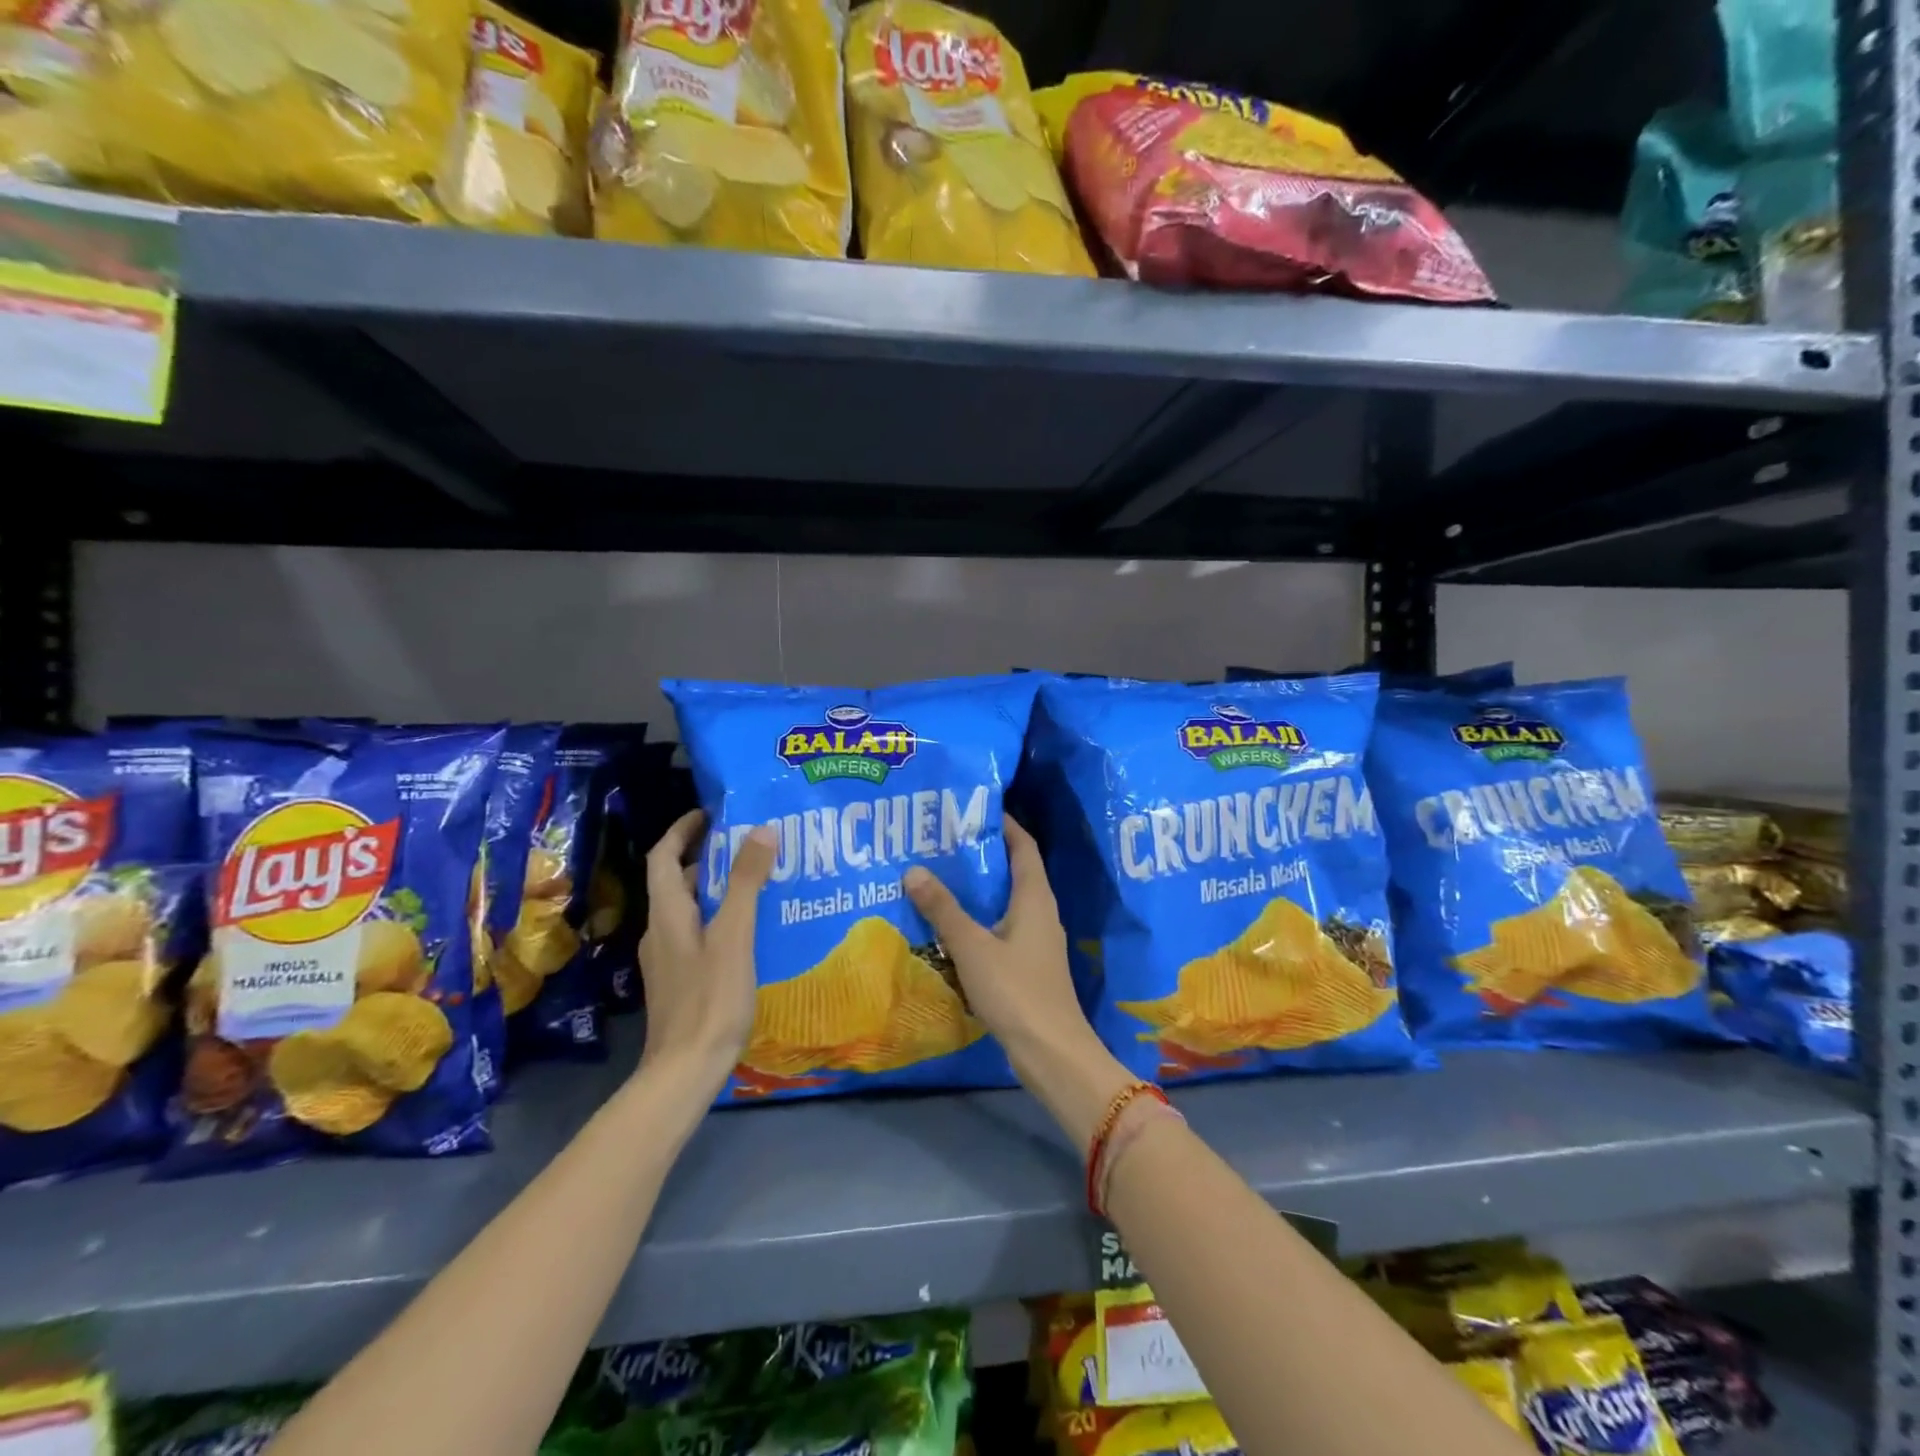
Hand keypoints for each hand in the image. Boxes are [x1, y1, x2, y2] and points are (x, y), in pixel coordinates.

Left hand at [638, 811, 775, 1094]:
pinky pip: (699, 933)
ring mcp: (669, 958)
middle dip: (708, 856)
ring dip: (718, 888)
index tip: (710, 812)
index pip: (663, 856)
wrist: (684, 1071)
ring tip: (759, 880)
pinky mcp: (681, 980)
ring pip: (690, 908)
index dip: (682, 830)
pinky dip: (721, 917)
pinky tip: (751, 929)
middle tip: (750, 843)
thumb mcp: (734, 935)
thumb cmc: (710, 998)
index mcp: (668, 914)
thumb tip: (761, 829)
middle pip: (678, 880)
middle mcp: (661, 931)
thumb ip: (747, 883)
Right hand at [904, 817, 1130, 1145]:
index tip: (973, 807)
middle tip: (944, 841)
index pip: (1023, 846)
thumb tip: (914, 869)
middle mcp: (1040, 912)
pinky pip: (1002, 929)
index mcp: (1034, 897)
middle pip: (1013, 871)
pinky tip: (950, 927)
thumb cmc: (1015, 990)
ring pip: (1006, 902)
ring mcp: (1037, 941)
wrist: (1051, 1052)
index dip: (1004, 823)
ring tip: (940, 877)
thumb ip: (943, 909)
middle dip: (982, 854)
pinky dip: (979, 919)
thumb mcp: (972, 947)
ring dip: (978, 889)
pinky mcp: (1029, 966)